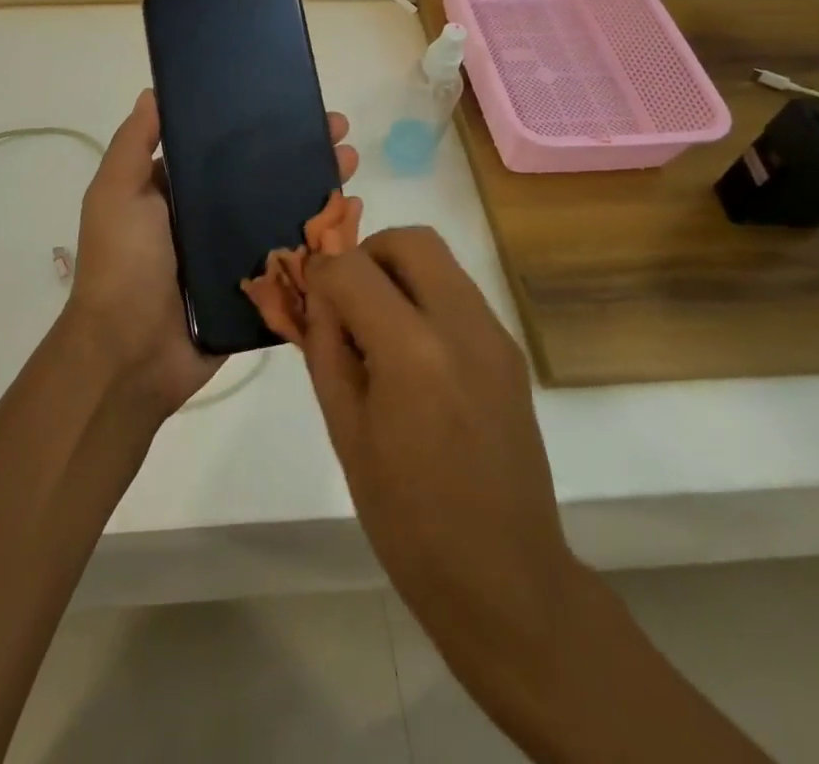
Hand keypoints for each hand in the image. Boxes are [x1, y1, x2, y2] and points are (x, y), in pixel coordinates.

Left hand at [68, 90, 357, 417]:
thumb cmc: (122, 265)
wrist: (130, 356)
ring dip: (319, 187)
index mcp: (178, 192)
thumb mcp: (115, 194)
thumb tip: (155, 91)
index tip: (292, 104)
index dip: (258, 125)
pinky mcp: (259, 290)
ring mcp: (236, 256)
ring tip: (352, 164)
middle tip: (340, 132)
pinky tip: (353, 215)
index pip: (224, 148)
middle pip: (264, 176)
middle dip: (301, 151)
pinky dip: (324, 238)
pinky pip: (296, 259)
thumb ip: (134, 144)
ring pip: (285, 212)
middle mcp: (209, 219)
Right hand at [300, 228, 573, 712]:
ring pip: (439, 260)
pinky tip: (411, 351)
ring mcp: (494, 335)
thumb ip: (325, 347)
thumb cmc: (407, 517)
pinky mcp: (510, 351)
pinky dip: (425, 297)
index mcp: (412, 352)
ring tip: (376, 325)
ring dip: (397, 272)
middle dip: (367, 253)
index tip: (307, 298)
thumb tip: (316, 296)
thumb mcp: (345, 429)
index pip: (351, 268)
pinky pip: (459, 293)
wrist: (505, 578)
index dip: (319, 273)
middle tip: (346, 298)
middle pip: (410, 240)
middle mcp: (461, 326)